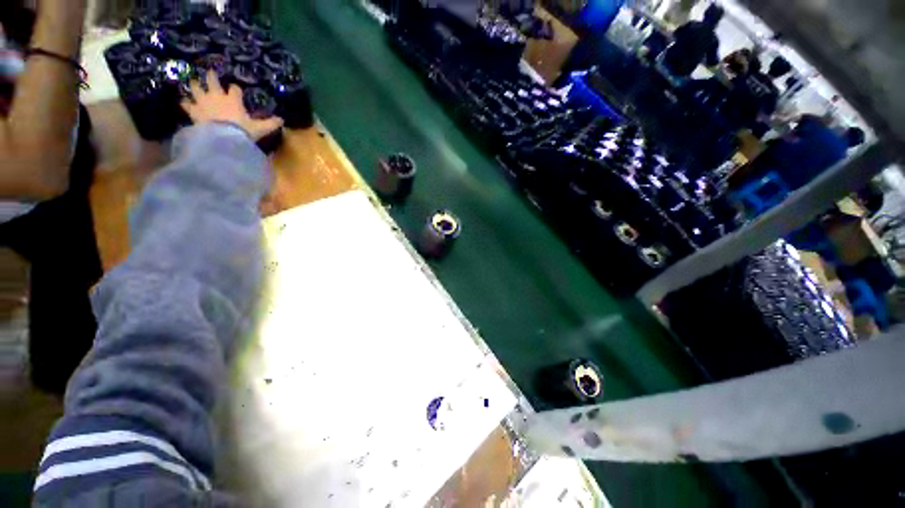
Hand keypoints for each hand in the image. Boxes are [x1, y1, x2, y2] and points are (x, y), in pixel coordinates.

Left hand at [181, 70, 282, 140]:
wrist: (223, 138)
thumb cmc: (242, 131)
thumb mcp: (260, 129)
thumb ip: (270, 124)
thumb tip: (282, 121)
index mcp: (233, 99)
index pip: (234, 89)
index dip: (235, 89)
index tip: (235, 90)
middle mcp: (217, 96)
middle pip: (212, 81)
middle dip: (211, 77)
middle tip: (210, 72)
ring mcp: (203, 102)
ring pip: (196, 88)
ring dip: (195, 85)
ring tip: (193, 82)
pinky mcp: (194, 111)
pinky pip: (186, 104)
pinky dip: (185, 103)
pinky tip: (184, 102)